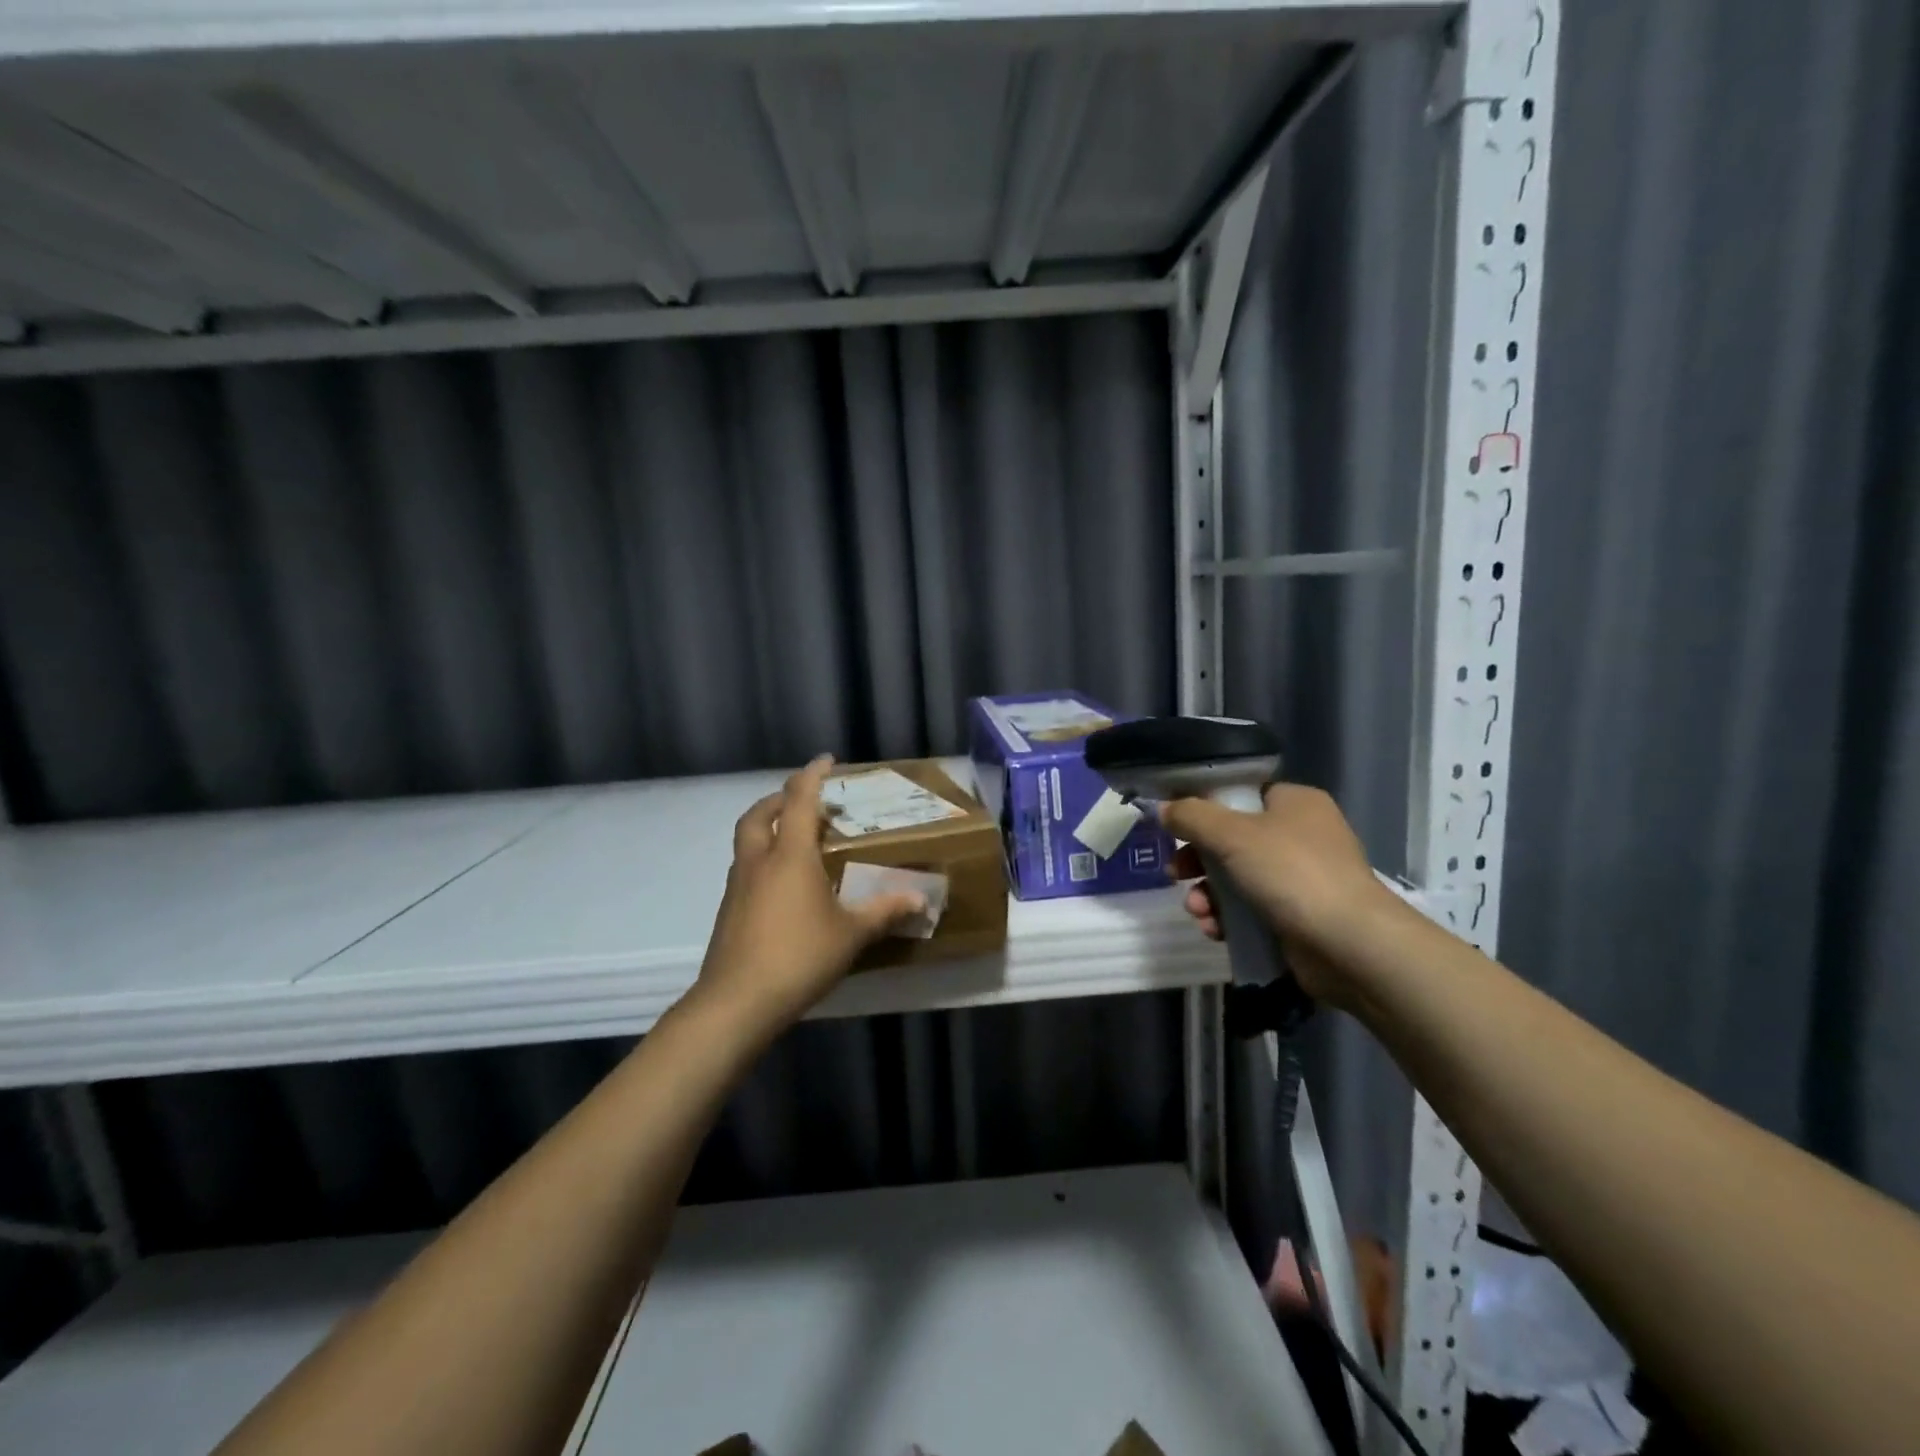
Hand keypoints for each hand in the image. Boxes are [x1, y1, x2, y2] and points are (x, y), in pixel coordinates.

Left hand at [692, 756, 927, 1039]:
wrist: (737, 1002)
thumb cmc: (799, 956)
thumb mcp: (851, 934)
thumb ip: (884, 911)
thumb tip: (920, 899)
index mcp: (790, 855)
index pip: (799, 799)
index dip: (812, 775)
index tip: (825, 759)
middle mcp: (759, 861)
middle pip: (759, 814)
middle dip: (780, 798)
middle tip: (805, 801)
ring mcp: (737, 886)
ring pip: (747, 841)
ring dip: (767, 828)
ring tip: (795, 841)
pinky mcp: (728, 911)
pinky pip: (745, 869)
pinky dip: (762, 860)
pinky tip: (783, 887)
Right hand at [1162, 783, 1387, 1007]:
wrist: (1349, 945)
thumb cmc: (1291, 873)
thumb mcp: (1231, 834)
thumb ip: (1191, 816)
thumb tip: (1164, 809)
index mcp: (1294, 802)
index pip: (1240, 795)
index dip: (1204, 809)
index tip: (1176, 829)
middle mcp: (1301, 834)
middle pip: (1232, 839)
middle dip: (1198, 861)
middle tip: (1176, 873)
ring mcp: (1302, 878)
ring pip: (1237, 878)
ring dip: (1208, 894)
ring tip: (1197, 911)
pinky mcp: (1299, 916)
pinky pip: (1251, 909)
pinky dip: (1229, 918)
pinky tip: (1215, 930)